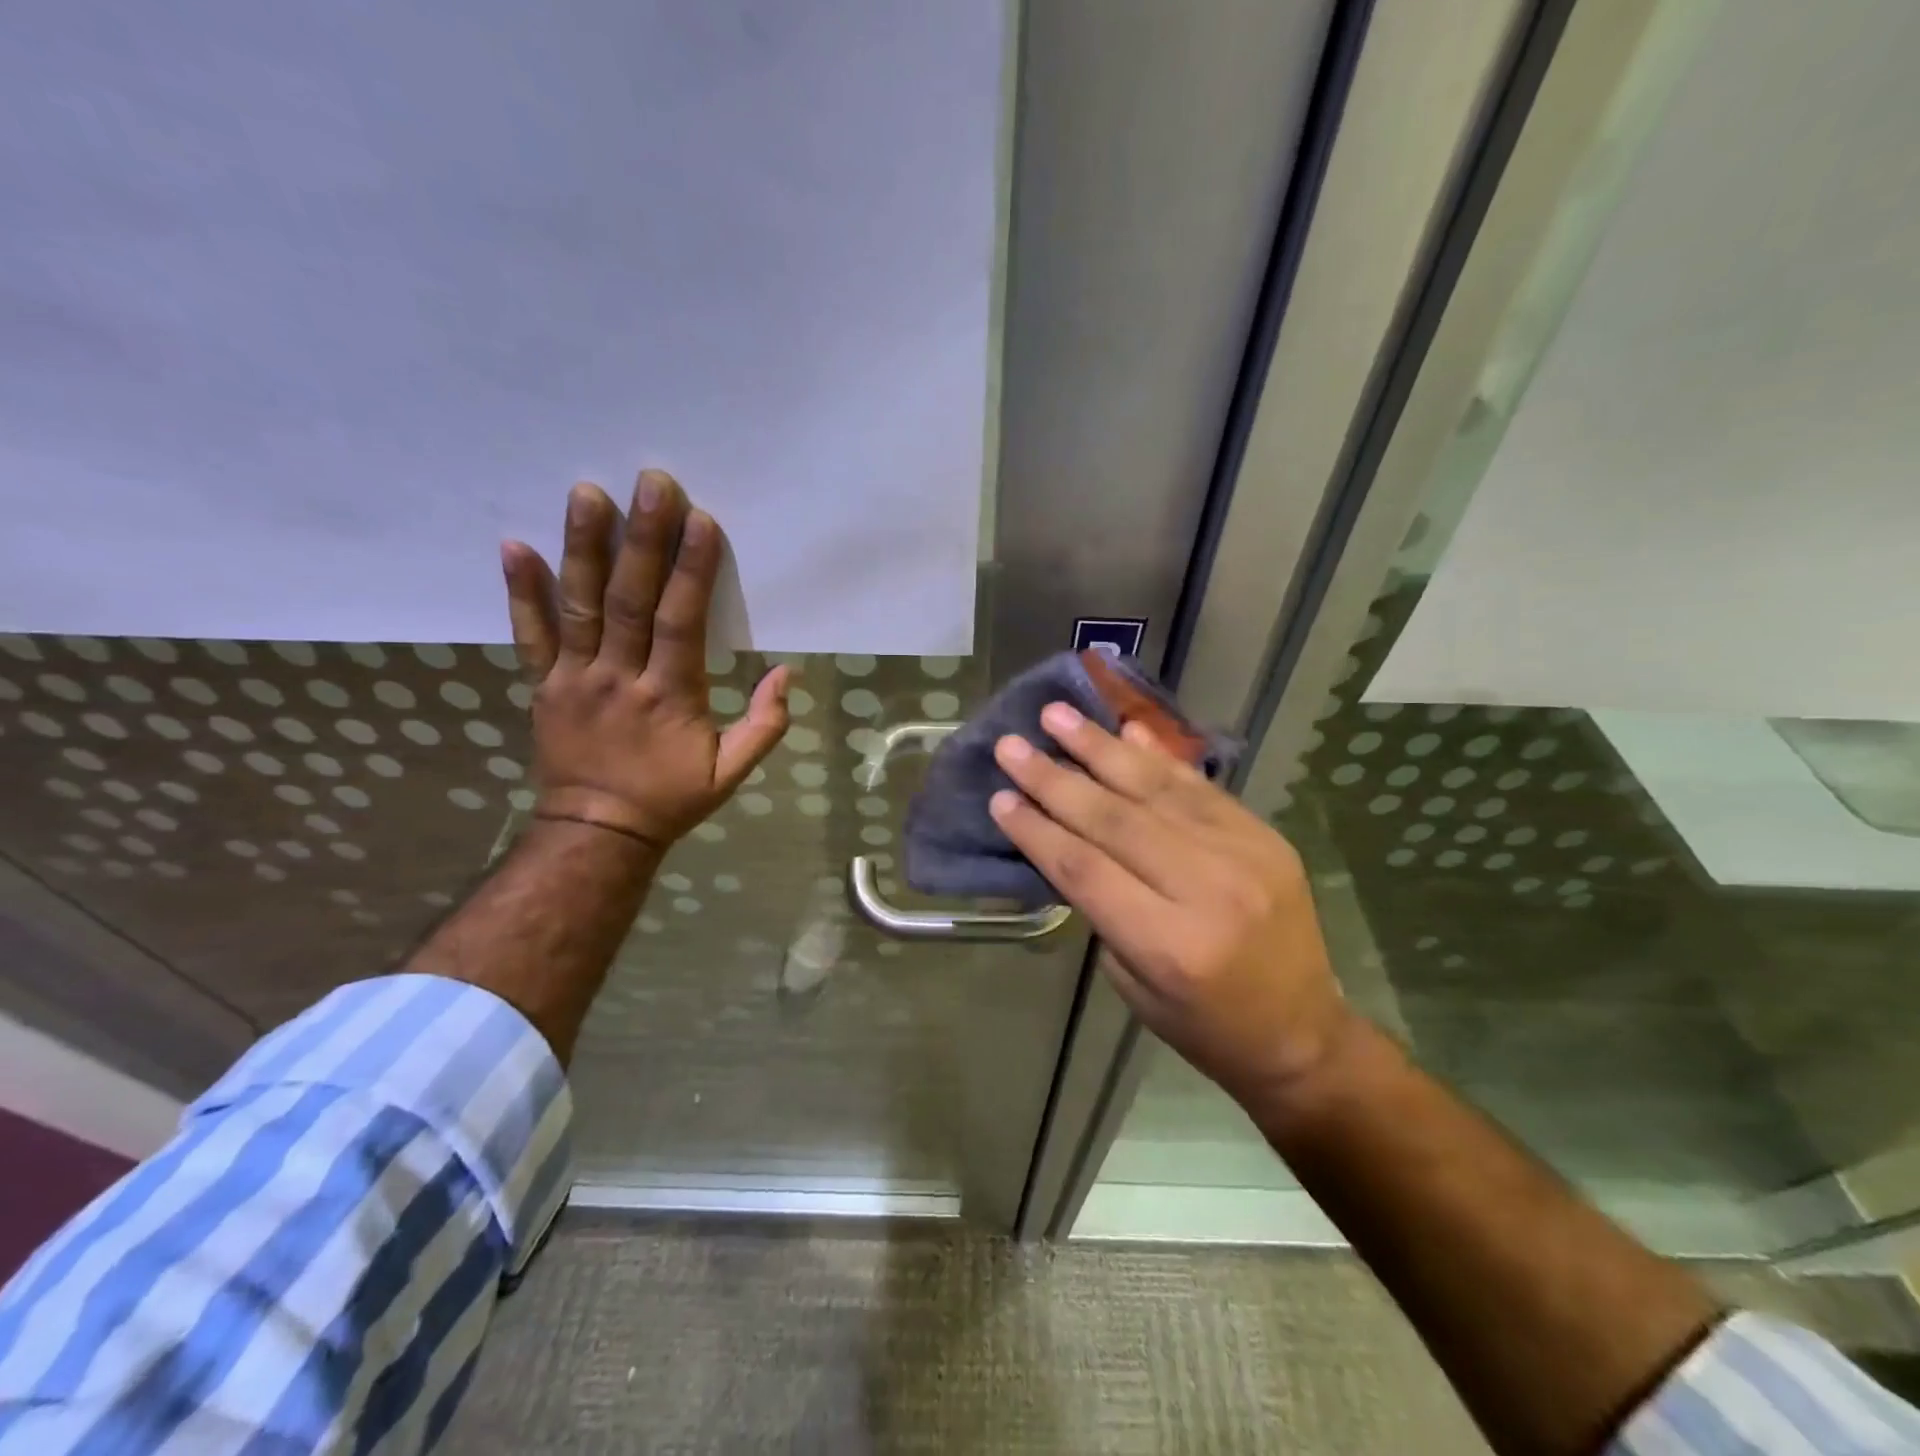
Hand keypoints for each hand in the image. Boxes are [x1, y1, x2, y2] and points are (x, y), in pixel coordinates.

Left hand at [500, 470, 790, 854]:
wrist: (598, 833)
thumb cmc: (671, 799)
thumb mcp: (731, 774)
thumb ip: (764, 725)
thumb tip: (786, 673)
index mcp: (670, 697)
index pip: (681, 623)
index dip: (691, 571)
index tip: (700, 521)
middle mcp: (619, 677)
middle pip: (631, 600)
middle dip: (643, 539)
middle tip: (651, 483)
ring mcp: (575, 678)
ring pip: (579, 605)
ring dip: (583, 547)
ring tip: (586, 493)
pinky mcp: (543, 684)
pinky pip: (530, 635)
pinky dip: (520, 592)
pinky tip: (513, 545)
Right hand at [989, 704, 1359, 1107]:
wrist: (1301, 1032)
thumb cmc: (1202, 1024)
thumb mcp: (1131, 982)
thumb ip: (1101, 905)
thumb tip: (1066, 834)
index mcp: (1168, 945)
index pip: (1085, 869)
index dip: (1036, 830)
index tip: (999, 797)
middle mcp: (1206, 890)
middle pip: (1114, 820)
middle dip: (1054, 779)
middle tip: (1012, 746)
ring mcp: (1243, 855)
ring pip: (1155, 789)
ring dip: (1099, 748)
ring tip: (1057, 714)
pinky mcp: (1264, 836)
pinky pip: (1199, 786)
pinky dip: (1157, 756)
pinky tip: (1124, 730)